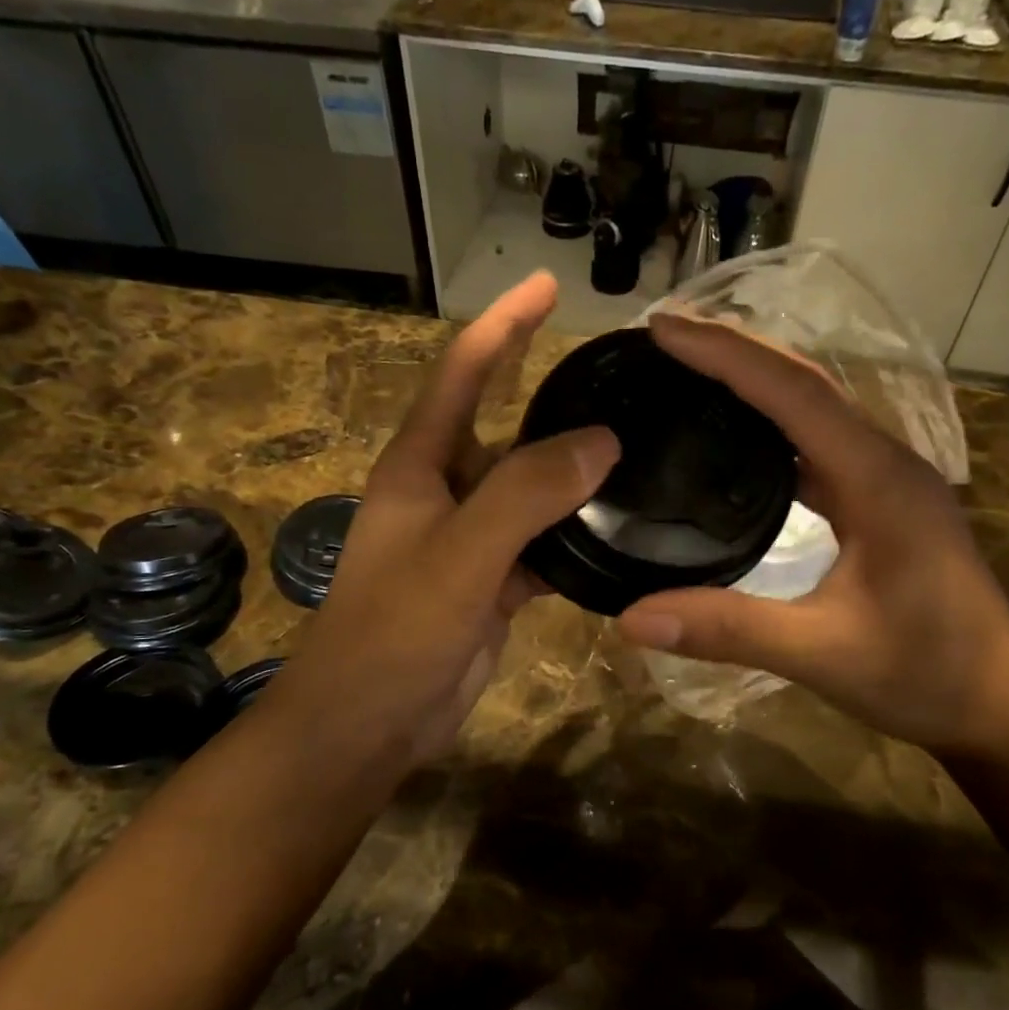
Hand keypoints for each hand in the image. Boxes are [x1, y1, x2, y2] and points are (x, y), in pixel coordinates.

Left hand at [266, 272, 617, 774]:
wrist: (367, 724)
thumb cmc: (394, 632)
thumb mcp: (459, 556)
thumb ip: (525, 495)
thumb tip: (602, 442)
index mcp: (421, 466)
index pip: (464, 372)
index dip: (504, 324)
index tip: (549, 285)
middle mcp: (446, 492)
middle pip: (506, 426)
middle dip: (552, 393)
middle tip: (619, 374)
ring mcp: (472, 541)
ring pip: (532, 490)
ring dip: (576, 471)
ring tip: (641, 445)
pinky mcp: (494, 585)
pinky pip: (545, 544)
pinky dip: (578, 536)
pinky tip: (623, 531)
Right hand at [616, 314, 1008, 756]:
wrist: (1000, 706)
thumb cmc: (925, 674)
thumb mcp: (822, 653)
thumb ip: (729, 629)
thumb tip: (631, 619)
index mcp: (878, 479)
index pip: (794, 393)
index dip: (726, 354)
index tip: (662, 329)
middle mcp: (885, 463)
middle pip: (805, 384)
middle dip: (736, 352)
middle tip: (666, 339)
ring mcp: (886, 483)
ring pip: (814, 413)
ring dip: (755, 385)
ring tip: (690, 374)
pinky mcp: (880, 506)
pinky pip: (818, 448)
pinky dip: (773, 430)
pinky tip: (736, 443)